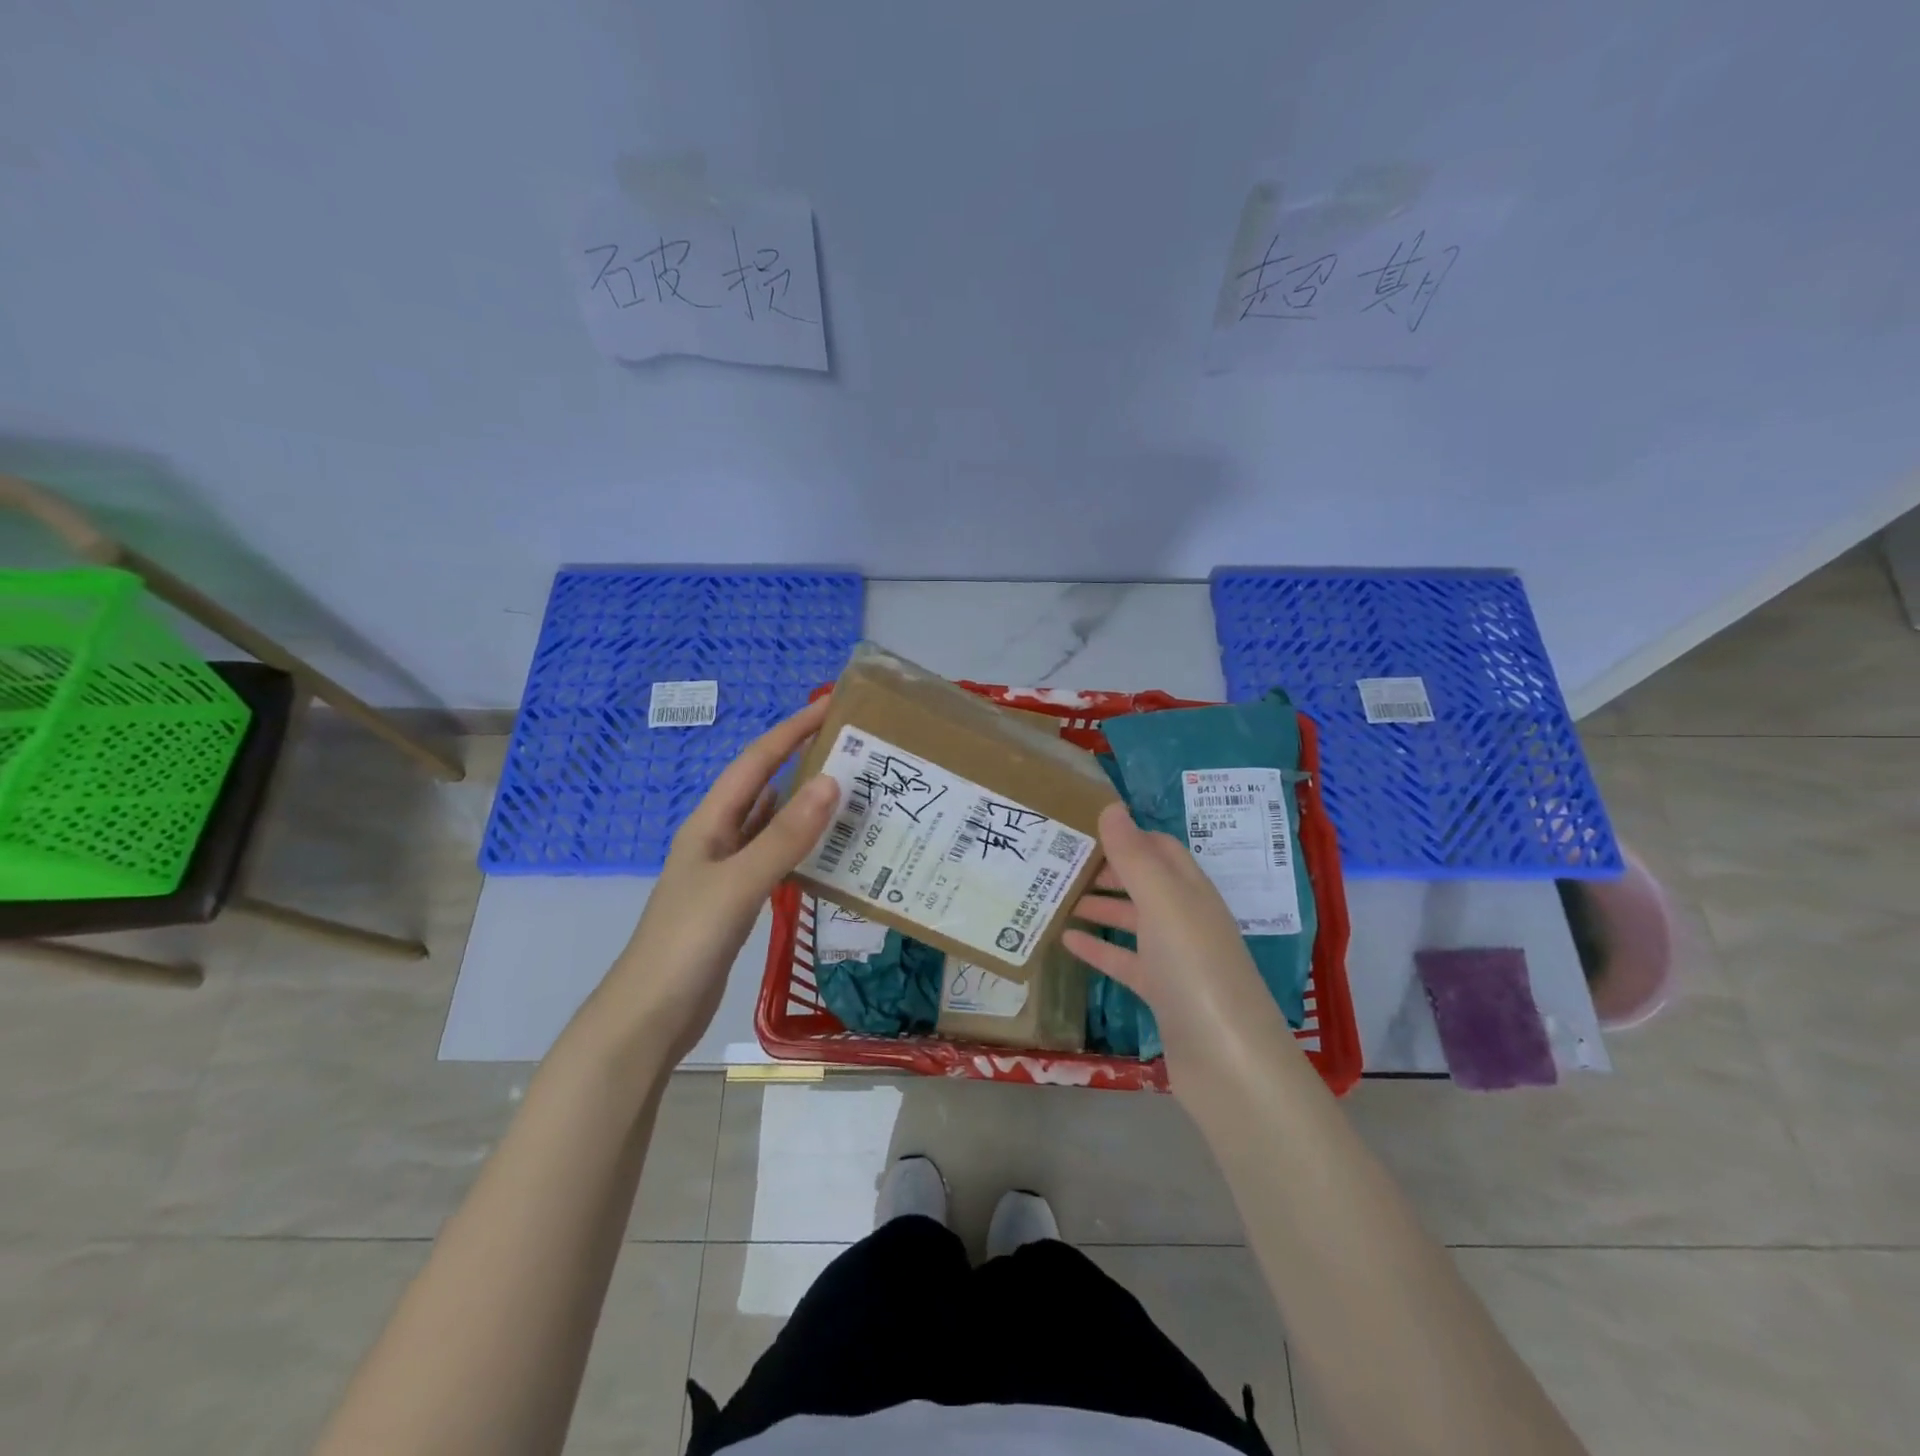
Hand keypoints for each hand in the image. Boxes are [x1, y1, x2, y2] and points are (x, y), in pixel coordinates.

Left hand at [591, 697, 841, 1058]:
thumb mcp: (739, 883)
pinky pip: (777, 859)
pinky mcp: (738, 901)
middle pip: (765, 788)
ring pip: (773, 825)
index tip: (829, 707)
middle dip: (803, 763)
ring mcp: (727, 871)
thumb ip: (785, 835)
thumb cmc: (688, 941)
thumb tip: (831, 781)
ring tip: (854, 794)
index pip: (755, 763)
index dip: (790, 731)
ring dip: (807, 807)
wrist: (652, 1015)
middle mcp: (718, 838)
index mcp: (710, 823)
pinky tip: (831, 851)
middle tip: (854, 753)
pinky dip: (803, 848)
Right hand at [1065, 802, 1297, 1085]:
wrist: (1228, 1062)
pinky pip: (1125, 960)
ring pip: (1132, 920)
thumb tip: (1111, 806)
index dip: (1125, 835)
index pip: (1159, 848)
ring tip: (1054, 897)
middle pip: (1143, 882)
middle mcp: (1186, 918)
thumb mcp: (1163, 903)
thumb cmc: (1194, 969)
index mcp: (1191, 890)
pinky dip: (1098, 948)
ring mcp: (1175, 958)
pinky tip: (1066, 941)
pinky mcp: (1162, 994)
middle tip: (1058, 862)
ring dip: (1098, 906)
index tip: (1081, 828)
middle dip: (1106, 869)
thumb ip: (1134, 856)